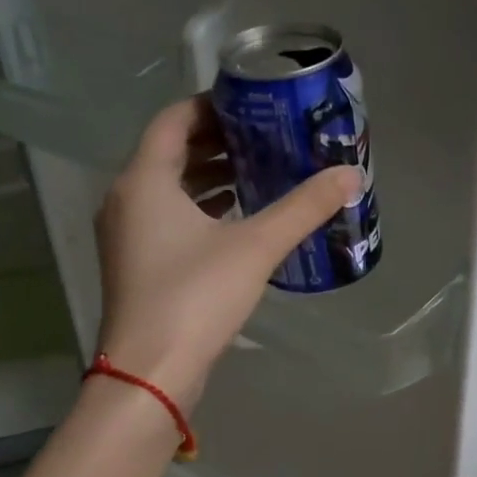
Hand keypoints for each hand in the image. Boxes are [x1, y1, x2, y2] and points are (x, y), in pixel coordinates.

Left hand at [95, 96, 360, 408]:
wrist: (151, 372)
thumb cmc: (195, 297)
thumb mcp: (255, 247)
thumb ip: (302, 208)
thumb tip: (350, 175)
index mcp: (144, 180)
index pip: (174, 119)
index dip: (212, 105)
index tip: (254, 104)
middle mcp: (126, 200)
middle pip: (171, 152)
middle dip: (218, 142)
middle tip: (267, 138)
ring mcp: (128, 236)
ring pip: (170, 189)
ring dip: (211, 178)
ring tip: (261, 174)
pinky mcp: (138, 266)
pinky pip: (169, 219)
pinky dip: (202, 210)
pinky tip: (240, 221)